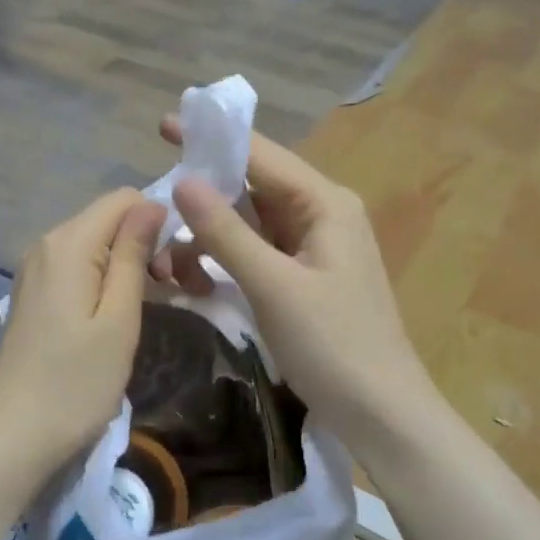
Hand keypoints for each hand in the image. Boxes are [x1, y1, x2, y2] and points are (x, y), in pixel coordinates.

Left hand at [0, 188, 166, 481]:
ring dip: (131, 265)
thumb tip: (151, 204)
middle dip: (149, 245)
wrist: (12, 437)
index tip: (177, 271)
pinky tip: (120, 315)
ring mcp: (35, 270)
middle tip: (177, 293)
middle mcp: (46, 244)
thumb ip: (133, 255)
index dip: (159, 223)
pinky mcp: (34, 295)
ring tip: (157, 305)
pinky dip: (107, 281)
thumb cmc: (75, 383)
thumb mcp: (119, 318)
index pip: (124, 199)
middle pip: (109, 220)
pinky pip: (79, 268)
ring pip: (96, 245)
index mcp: (68, 243)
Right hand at [149, 117, 432, 446]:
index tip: (164, 125)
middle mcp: (322, 214)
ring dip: (212, 233)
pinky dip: (227, 257)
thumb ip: (226, 232)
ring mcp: (315, 247)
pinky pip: (258, 251)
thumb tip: (182, 180)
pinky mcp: (305, 277)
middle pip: (255, 185)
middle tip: (157, 202)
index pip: (261, 155)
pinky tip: (198, 275)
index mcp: (325, 203)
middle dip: (206, 192)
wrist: (382, 414)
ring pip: (252, 222)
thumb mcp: (273, 286)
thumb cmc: (333, 345)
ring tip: (171, 253)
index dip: (212, 138)